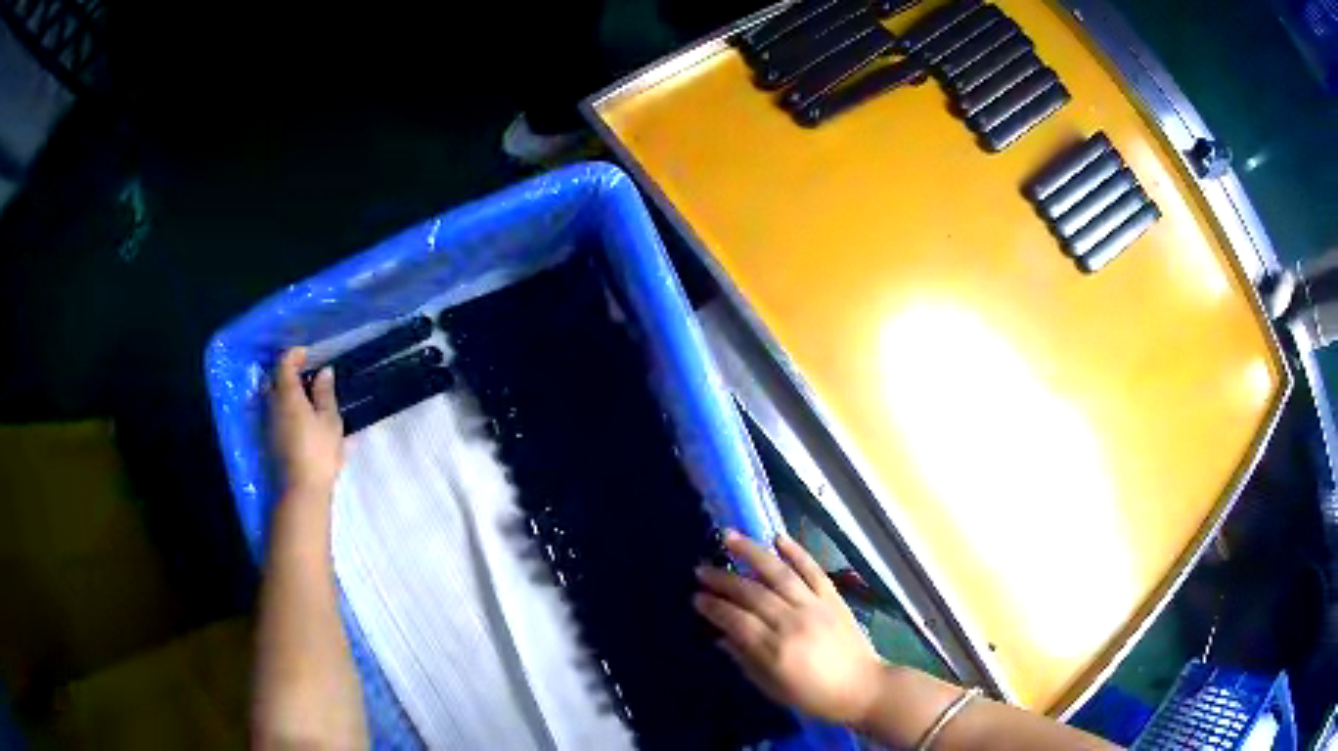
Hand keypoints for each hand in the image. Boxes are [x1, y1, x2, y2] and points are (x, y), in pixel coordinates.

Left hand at [270, 348, 343, 497]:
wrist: (300, 490)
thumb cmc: (318, 452)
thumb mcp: (329, 421)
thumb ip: (325, 394)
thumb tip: (323, 371)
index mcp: (287, 394)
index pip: (284, 363)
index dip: (295, 355)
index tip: (309, 355)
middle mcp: (271, 404)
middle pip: (273, 379)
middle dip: (286, 373)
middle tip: (305, 376)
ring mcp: (266, 423)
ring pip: (270, 397)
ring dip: (283, 392)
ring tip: (303, 398)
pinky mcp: (267, 440)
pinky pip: (272, 414)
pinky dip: (282, 408)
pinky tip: (297, 420)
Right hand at [694, 530, 884, 725]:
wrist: (862, 687)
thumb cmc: (814, 695)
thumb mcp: (773, 688)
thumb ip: (746, 660)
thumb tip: (721, 637)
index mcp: (776, 650)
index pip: (736, 620)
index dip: (714, 607)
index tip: (696, 597)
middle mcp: (793, 622)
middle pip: (752, 593)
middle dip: (723, 579)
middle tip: (701, 569)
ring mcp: (815, 605)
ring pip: (778, 573)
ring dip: (752, 553)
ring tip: (729, 537)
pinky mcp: (832, 597)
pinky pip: (812, 569)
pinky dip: (795, 551)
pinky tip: (777, 538)